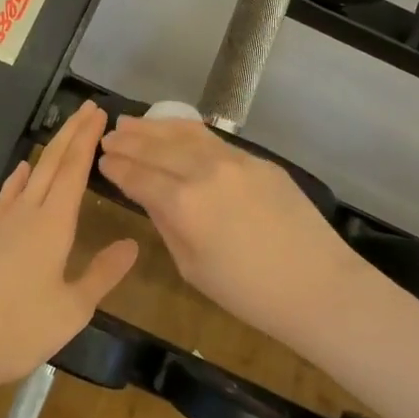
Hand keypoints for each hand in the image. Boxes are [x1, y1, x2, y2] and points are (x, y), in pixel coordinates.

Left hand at [0, 101, 138, 397]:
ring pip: (30, 174)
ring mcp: (0, 221)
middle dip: (72, 133)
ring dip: (50, 150)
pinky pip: (7, 194)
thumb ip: (103, 273)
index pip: (74, 170)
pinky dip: (19, 177)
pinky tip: (23, 171)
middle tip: (89, 108)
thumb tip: (132, 244)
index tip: (99, 114)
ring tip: (65, 132)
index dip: (87, 140)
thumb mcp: (73, 308)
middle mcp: (27, 212)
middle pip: (53, 162)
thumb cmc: (21, 329)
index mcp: (53, 224)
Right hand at [97, 116, 354, 342]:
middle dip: (128, 141)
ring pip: (183, 133)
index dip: (116, 167)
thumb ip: (166, 224)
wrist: (317, 285)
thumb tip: (148, 195)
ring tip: (131, 123)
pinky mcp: (256, 159)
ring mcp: (233, 159)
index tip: (101, 160)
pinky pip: (211, 138)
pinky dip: (185, 130)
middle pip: (156, 148)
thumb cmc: (249, 293)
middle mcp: (203, 170)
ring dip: (153, 127)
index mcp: (182, 204)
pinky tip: (173, 130)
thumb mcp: (193, 267)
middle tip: (107, 136)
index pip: (138, 176)